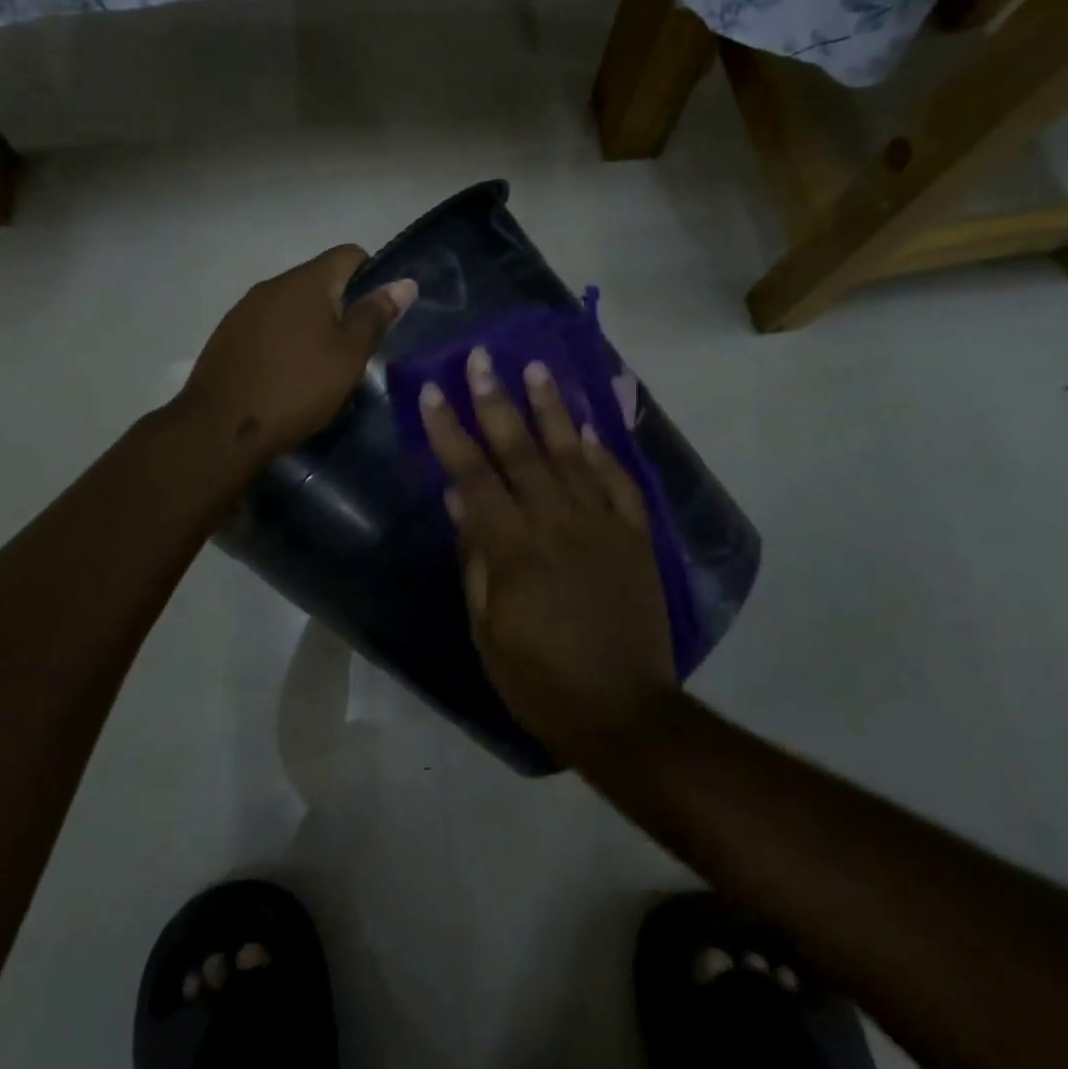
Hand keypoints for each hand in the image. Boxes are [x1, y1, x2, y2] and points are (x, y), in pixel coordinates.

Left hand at [178, 246, 416, 465]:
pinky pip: (266, 327)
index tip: (377, 315)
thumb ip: (375, 316)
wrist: (221, 427)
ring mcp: (244, 309)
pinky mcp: (227, 335)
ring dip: (310, 325)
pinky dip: (283, 341)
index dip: (371, 276)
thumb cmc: (297, 388)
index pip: (349, 255)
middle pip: (318, 280)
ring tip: (319, 367)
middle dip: (340, 307)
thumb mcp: (348, 356)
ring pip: (291, 306)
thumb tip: (404, 283)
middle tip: (353, 350)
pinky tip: (285, 375)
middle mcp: (272, 284)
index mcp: (306, 281)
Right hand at [420, 349, 676, 765]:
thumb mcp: (487, 627)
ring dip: (552, 409)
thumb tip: (457, 500)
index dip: (449, 431)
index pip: (473, 474)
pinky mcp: (635, 538)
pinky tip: (590, 425)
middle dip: (496, 400)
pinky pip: (619, 483)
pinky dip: (604, 451)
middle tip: (483, 357)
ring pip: (572, 454)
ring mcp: (602, 526)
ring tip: (536, 369)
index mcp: (513, 547)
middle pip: (521, 450)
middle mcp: (557, 523)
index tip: (432, 392)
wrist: (622, 711)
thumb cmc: (538, 678)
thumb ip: (474, 557)